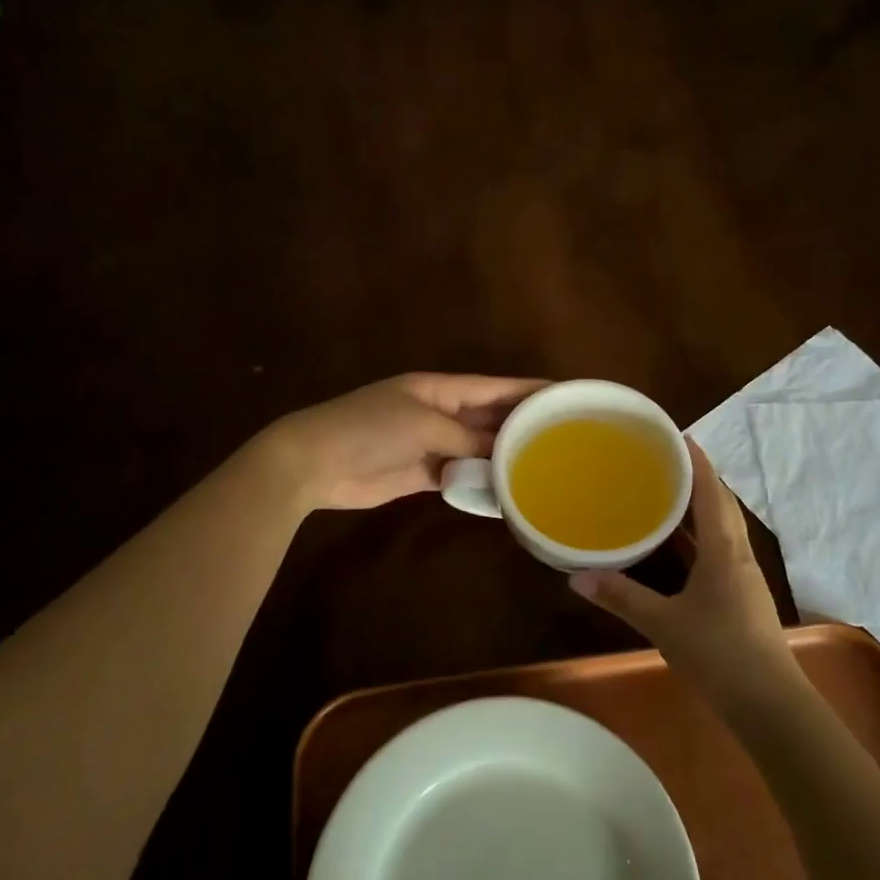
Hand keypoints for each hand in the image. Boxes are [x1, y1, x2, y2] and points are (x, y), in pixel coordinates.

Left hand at [265, 373, 546, 510]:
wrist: (315, 462)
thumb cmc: (370, 429)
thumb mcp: (424, 424)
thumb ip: (466, 438)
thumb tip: (502, 454)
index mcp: (440, 388)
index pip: (494, 387)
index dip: (527, 390)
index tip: (563, 393)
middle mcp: (440, 413)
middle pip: (488, 418)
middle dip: (521, 425)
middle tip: (564, 437)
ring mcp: (431, 444)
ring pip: (477, 449)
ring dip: (503, 457)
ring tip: (544, 467)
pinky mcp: (422, 474)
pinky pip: (460, 476)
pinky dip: (480, 483)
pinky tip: (507, 492)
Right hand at [568, 441, 796, 706]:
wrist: (769, 702)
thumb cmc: (719, 653)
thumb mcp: (663, 624)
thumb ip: (621, 598)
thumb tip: (576, 577)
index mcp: (724, 549)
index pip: (712, 492)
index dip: (698, 462)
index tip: (678, 435)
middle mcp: (738, 554)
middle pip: (722, 504)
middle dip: (699, 478)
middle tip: (666, 460)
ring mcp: (744, 575)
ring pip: (724, 527)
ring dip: (702, 506)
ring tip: (669, 492)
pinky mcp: (743, 595)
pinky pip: (721, 549)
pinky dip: (701, 535)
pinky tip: (680, 546)